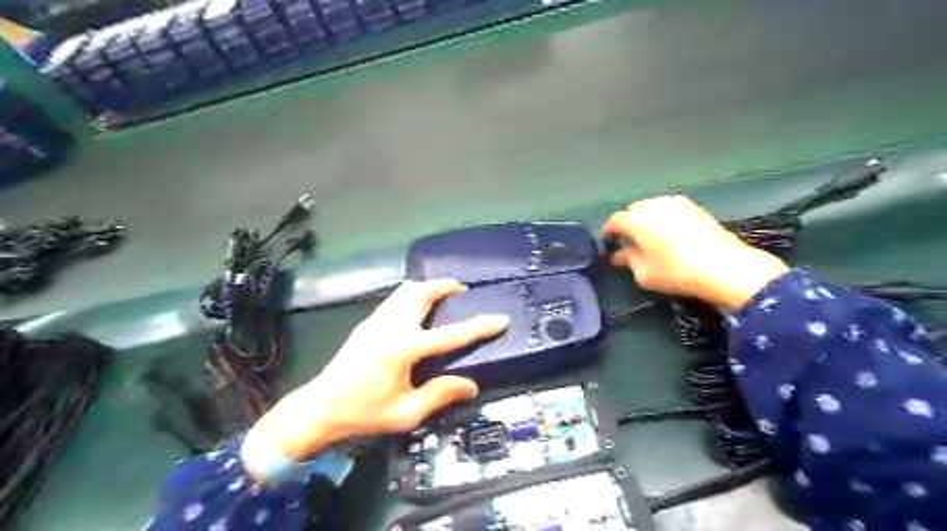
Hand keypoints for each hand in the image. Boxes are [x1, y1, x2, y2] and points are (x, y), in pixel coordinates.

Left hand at [243, 280, 509, 466]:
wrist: (319, 407)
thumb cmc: (363, 413)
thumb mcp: (406, 413)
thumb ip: (440, 395)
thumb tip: (470, 385)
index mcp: (404, 348)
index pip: (451, 334)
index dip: (479, 327)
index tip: (500, 319)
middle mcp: (391, 326)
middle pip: (422, 292)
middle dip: (445, 285)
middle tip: (462, 290)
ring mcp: (376, 321)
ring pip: (405, 290)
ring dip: (427, 287)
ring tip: (442, 294)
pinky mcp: (367, 323)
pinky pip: (395, 299)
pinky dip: (411, 294)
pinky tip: (416, 308)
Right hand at [603, 196, 788, 309]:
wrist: (724, 266)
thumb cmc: (675, 271)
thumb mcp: (643, 273)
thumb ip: (627, 261)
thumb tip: (619, 255)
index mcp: (636, 219)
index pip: (614, 221)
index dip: (609, 233)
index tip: (608, 244)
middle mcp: (653, 204)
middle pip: (633, 211)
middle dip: (629, 225)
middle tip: (629, 243)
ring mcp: (676, 202)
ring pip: (653, 209)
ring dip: (648, 221)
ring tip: (650, 239)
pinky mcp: (695, 207)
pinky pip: (670, 211)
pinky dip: (665, 220)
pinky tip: (670, 236)